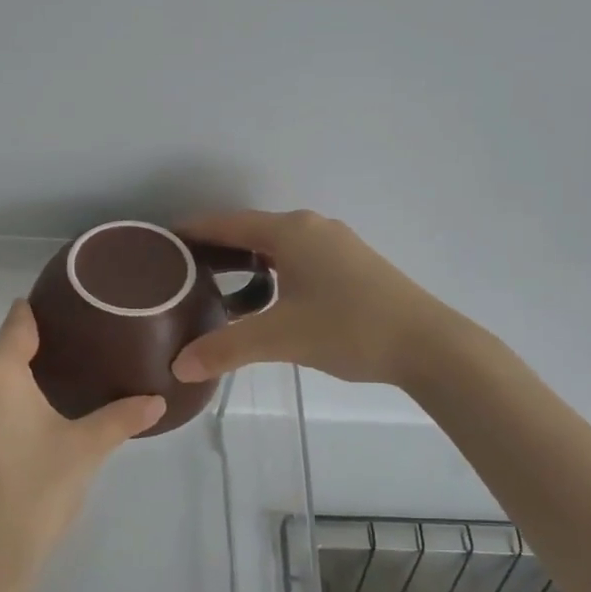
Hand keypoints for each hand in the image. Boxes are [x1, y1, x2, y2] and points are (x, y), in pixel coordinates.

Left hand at [0, 301, 162, 591]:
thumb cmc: (35, 491)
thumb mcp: (85, 449)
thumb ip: (122, 416)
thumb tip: (160, 400)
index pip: (19, 322)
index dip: (44, 313)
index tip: (73, 310)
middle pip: (3, 351)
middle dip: (37, 353)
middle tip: (82, 361)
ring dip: (16, 382)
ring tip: (59, 393)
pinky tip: (26, 425)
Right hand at [171, 210, 449, 388]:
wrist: (428, 344)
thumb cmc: (349, 328)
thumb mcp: (280, 338)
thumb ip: (226, 350)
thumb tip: (177, 368)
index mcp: (290, 231)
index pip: (226, 223)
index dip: (192, 232)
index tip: (161, 244)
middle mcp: (311, 228)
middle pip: (250, 231)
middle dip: (216, 249)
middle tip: (181, 273)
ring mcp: (336, 245)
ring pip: (277, 247)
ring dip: (246, 264)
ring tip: (216, 289)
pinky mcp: (353, 265)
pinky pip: (298, 260)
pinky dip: (273, 273)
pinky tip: (267, 302)